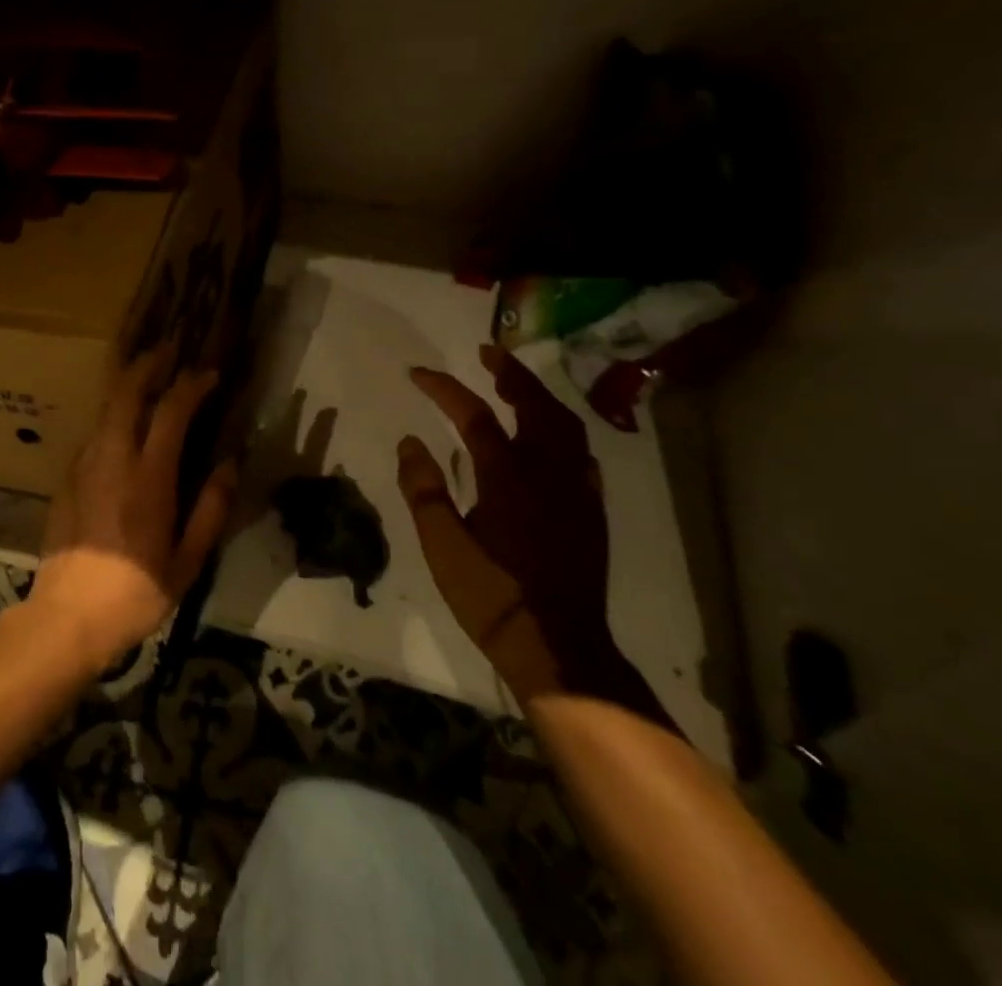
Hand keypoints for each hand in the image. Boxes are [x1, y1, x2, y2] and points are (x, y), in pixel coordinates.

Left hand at [28, 346, 236, 672]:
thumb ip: (211, 508)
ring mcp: (84, 465)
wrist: (68, 616)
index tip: (209, 373)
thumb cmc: (136, 592)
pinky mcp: (67, 478)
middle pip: (126, 393)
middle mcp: (113, 459)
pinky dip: (113, 415)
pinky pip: (94, 433)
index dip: (191, 385)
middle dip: (148, 364)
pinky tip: (124, 424)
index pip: (171, 412)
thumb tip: (231, 464)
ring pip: (105, 408)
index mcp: (148, 477)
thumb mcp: (188, 560)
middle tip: (169, 349)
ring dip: (127, 384)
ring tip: (148, 374)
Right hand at [397, 345, 628, 703]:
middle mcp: (547, 471)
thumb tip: (411, 441)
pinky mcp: (591, 511)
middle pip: (534, 405)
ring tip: (517, 387)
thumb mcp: (442, 544)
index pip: (473, 414)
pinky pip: (582, 456)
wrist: (559, 647)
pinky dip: (563, 433)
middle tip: (488, 353)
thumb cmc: (492, 595)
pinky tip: (553, 442)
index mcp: (507, 475)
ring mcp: (576, 490)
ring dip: (539, 397)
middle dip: (510, 374)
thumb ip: (423, 489)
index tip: (417, 373)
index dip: (443, 388)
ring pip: (565, 426)